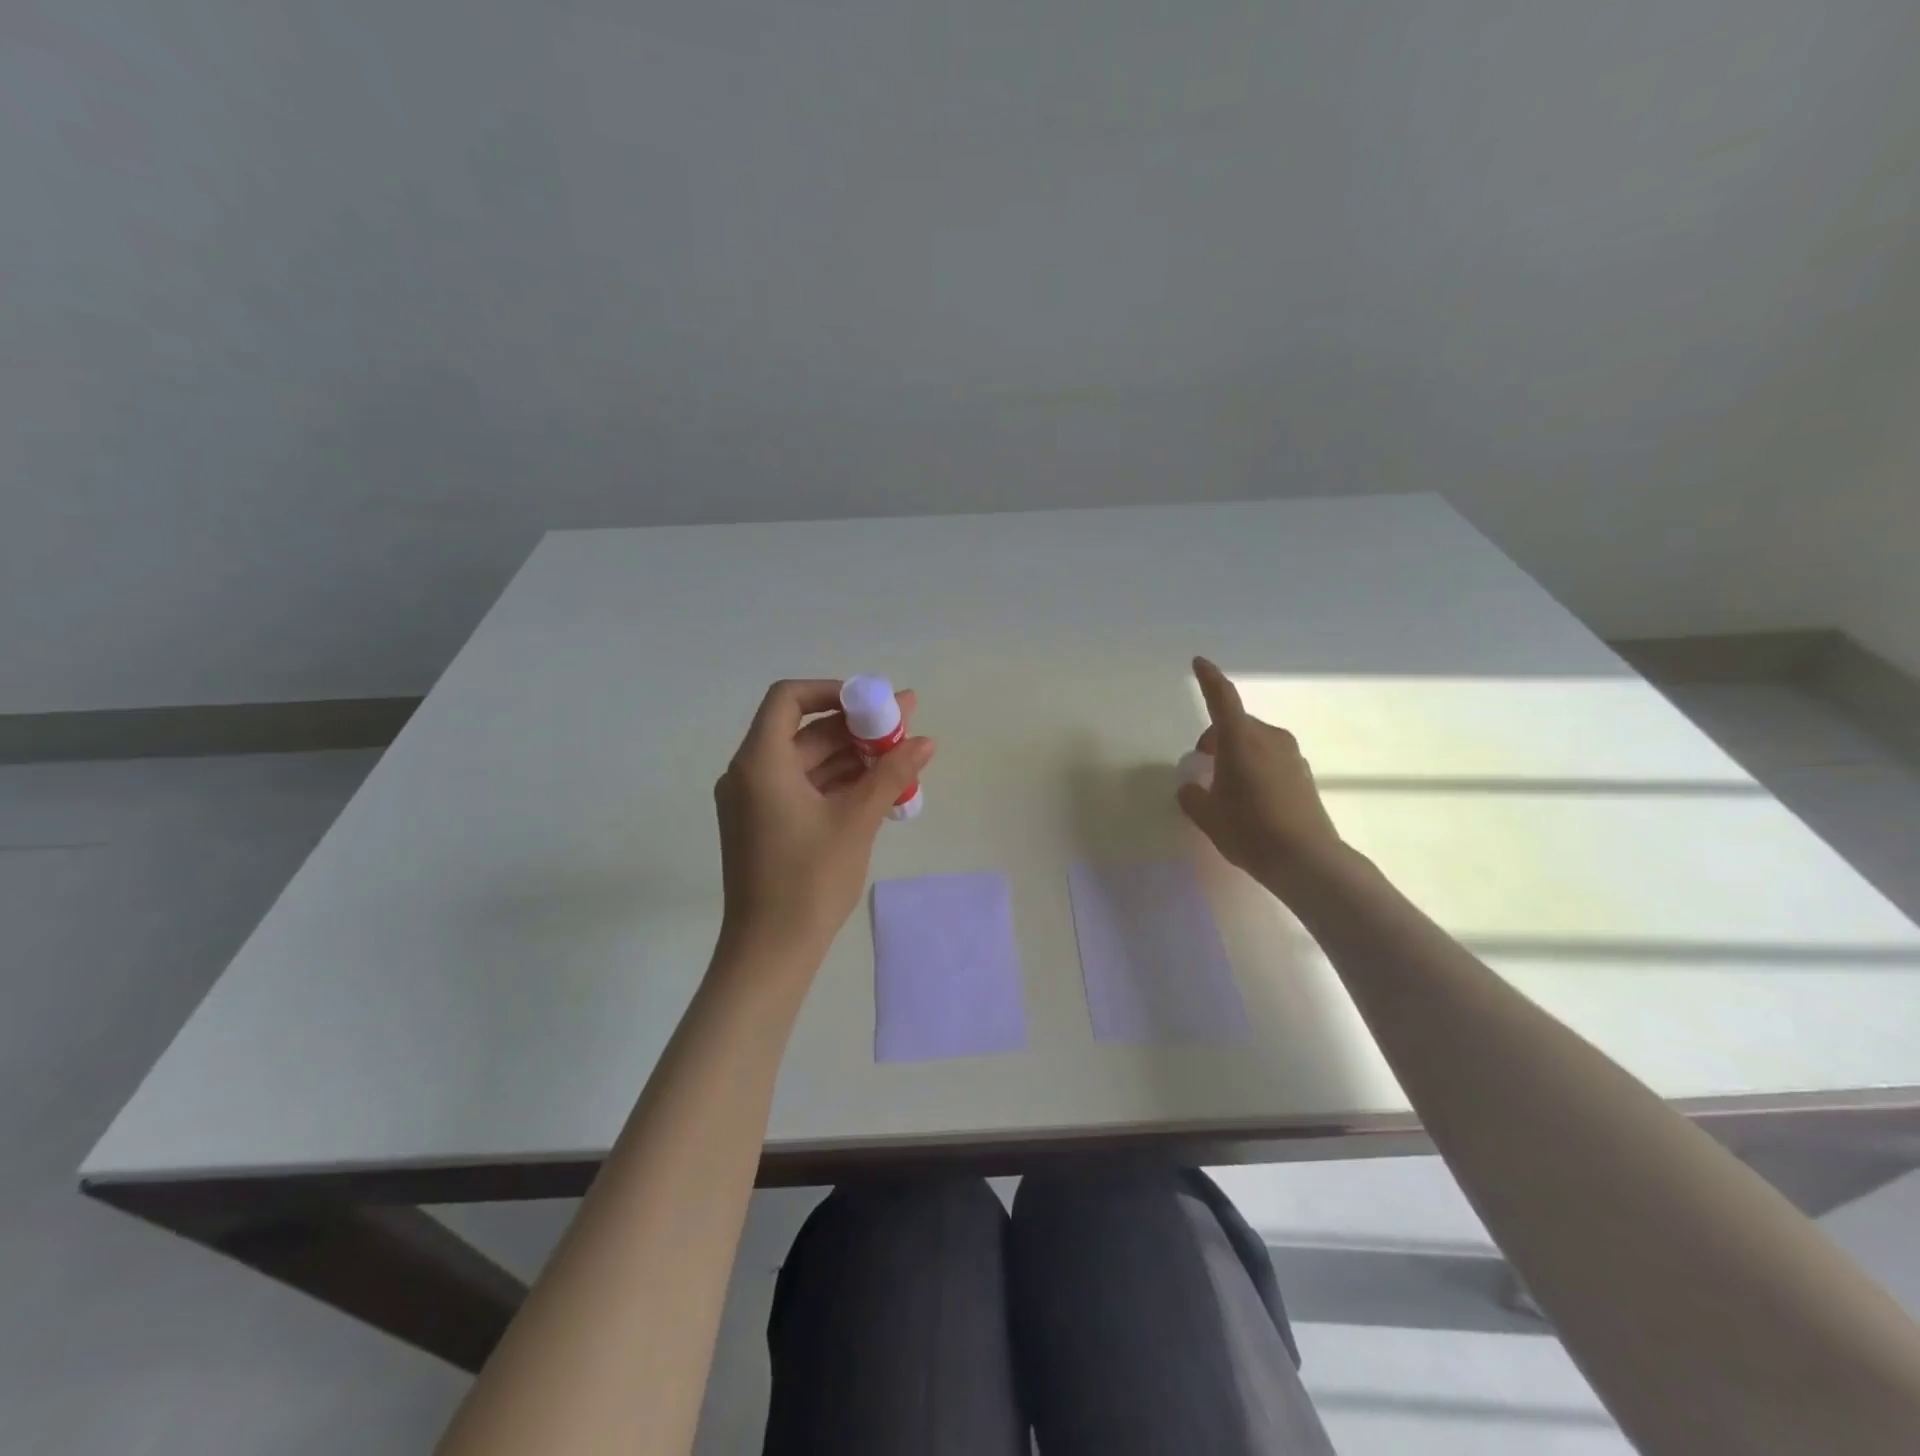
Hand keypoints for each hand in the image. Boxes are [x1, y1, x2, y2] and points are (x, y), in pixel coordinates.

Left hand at [714, 679, 934, 964]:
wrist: (770, 951)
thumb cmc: (809, 880)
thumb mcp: (856, 821)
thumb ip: (890, 774)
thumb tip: (925, 741)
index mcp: (760, 762)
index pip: (789, 698)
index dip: (832, 691)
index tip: (873, 704)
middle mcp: (749, 774)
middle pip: (804, 731)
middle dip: (855, 727)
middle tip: (905, 726)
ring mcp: (754, 802)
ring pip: (806, 761)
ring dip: (851, 757)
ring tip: (901, 759)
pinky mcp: (764, 825)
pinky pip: (802, 788)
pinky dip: (837, 783)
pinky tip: (877, 789)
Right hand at [1177, 656, 1346, 890]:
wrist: (1306, 860)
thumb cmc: (1250, 831)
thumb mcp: (1208, 817)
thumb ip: (1193, 797)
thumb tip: (1191, 787)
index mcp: (1241, 740)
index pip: (1222, 698)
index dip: (1209, 679)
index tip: (1199, 662)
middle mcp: (1269, 738)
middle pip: (1236, 724)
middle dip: (1216, 738)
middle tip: (1202, 766)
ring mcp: (1290, 755)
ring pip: (1254, 741)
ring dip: (1236, 752)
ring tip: (1226, 787)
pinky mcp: (1303, 774)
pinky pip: (1270, 757)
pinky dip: (1254, 765)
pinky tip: (1249, 798)